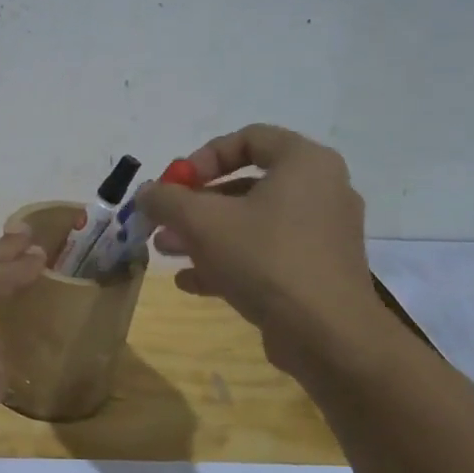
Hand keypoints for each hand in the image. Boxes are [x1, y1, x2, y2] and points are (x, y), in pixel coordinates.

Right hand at [138, 124, 394, 377]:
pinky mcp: (316, 271)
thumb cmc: (265, 258)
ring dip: (204, 235)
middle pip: (245, 185)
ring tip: (166, 251)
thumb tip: (146, 193)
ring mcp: (321, 234)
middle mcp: (321, 191)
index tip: (175, 184)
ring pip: (252, 224)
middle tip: (163, 221)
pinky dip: (229, 262)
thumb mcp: (202, 222)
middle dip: (195, 204)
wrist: (327, 334)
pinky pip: (266, 255)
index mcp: (305, 163)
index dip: (203, 156)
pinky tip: (191, 282)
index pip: (249, 138)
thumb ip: (167, 200)